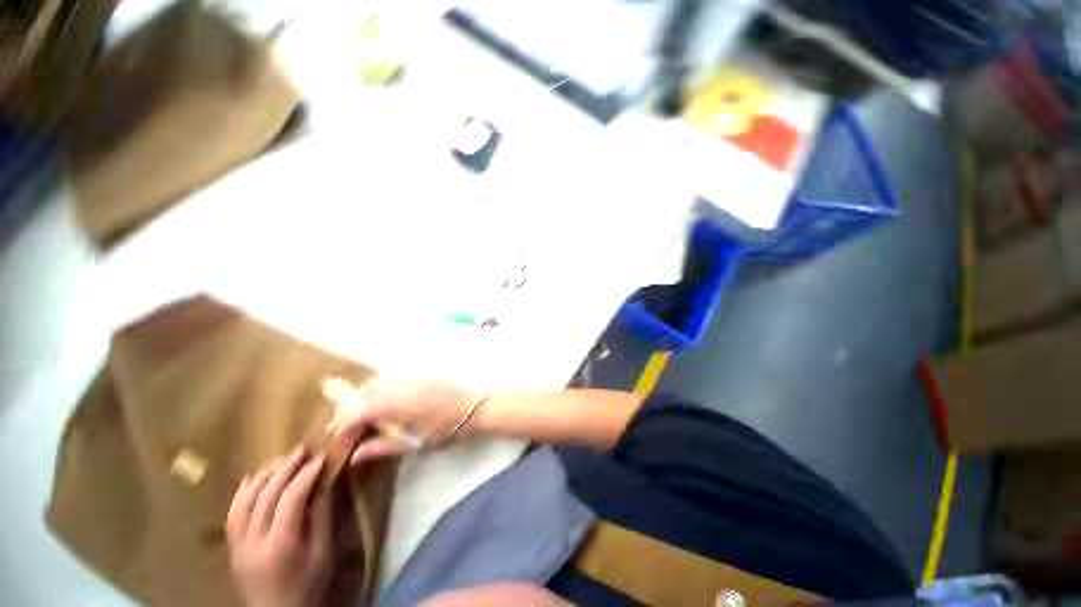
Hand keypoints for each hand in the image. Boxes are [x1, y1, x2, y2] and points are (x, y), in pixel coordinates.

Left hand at [226, 447, 330, 606]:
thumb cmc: (308, 584)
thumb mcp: (323, 551)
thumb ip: (320, 516)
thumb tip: (324, 482)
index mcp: (280, 545)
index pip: (290, 499)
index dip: (306, 475)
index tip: (321, 458)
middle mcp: (253, 542)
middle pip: (266, 496)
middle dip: (285, 469)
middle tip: (302, 450)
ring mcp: (237, 545)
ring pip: (245, 502)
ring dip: (263, 476)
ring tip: (280, 459)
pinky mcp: (231, 547)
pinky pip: (232, 514)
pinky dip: (242, 492)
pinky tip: (251, 477)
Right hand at [323, 376, 482, 463]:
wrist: (475, 405)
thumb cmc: (447, 428)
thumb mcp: (415, 444)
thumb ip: (383, 447)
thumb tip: (355, 456)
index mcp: (394, 404)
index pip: (356, 411)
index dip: (343, 425)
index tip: (340, 439)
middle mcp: (397, 386)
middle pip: (361, 393)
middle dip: (349, 410)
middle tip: (349, 429)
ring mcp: (408, 376)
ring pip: (374, 382)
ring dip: (362, 397)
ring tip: (364, 416)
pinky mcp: (417, 373)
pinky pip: (389, 378)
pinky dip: (378, 389)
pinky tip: (383, 402)